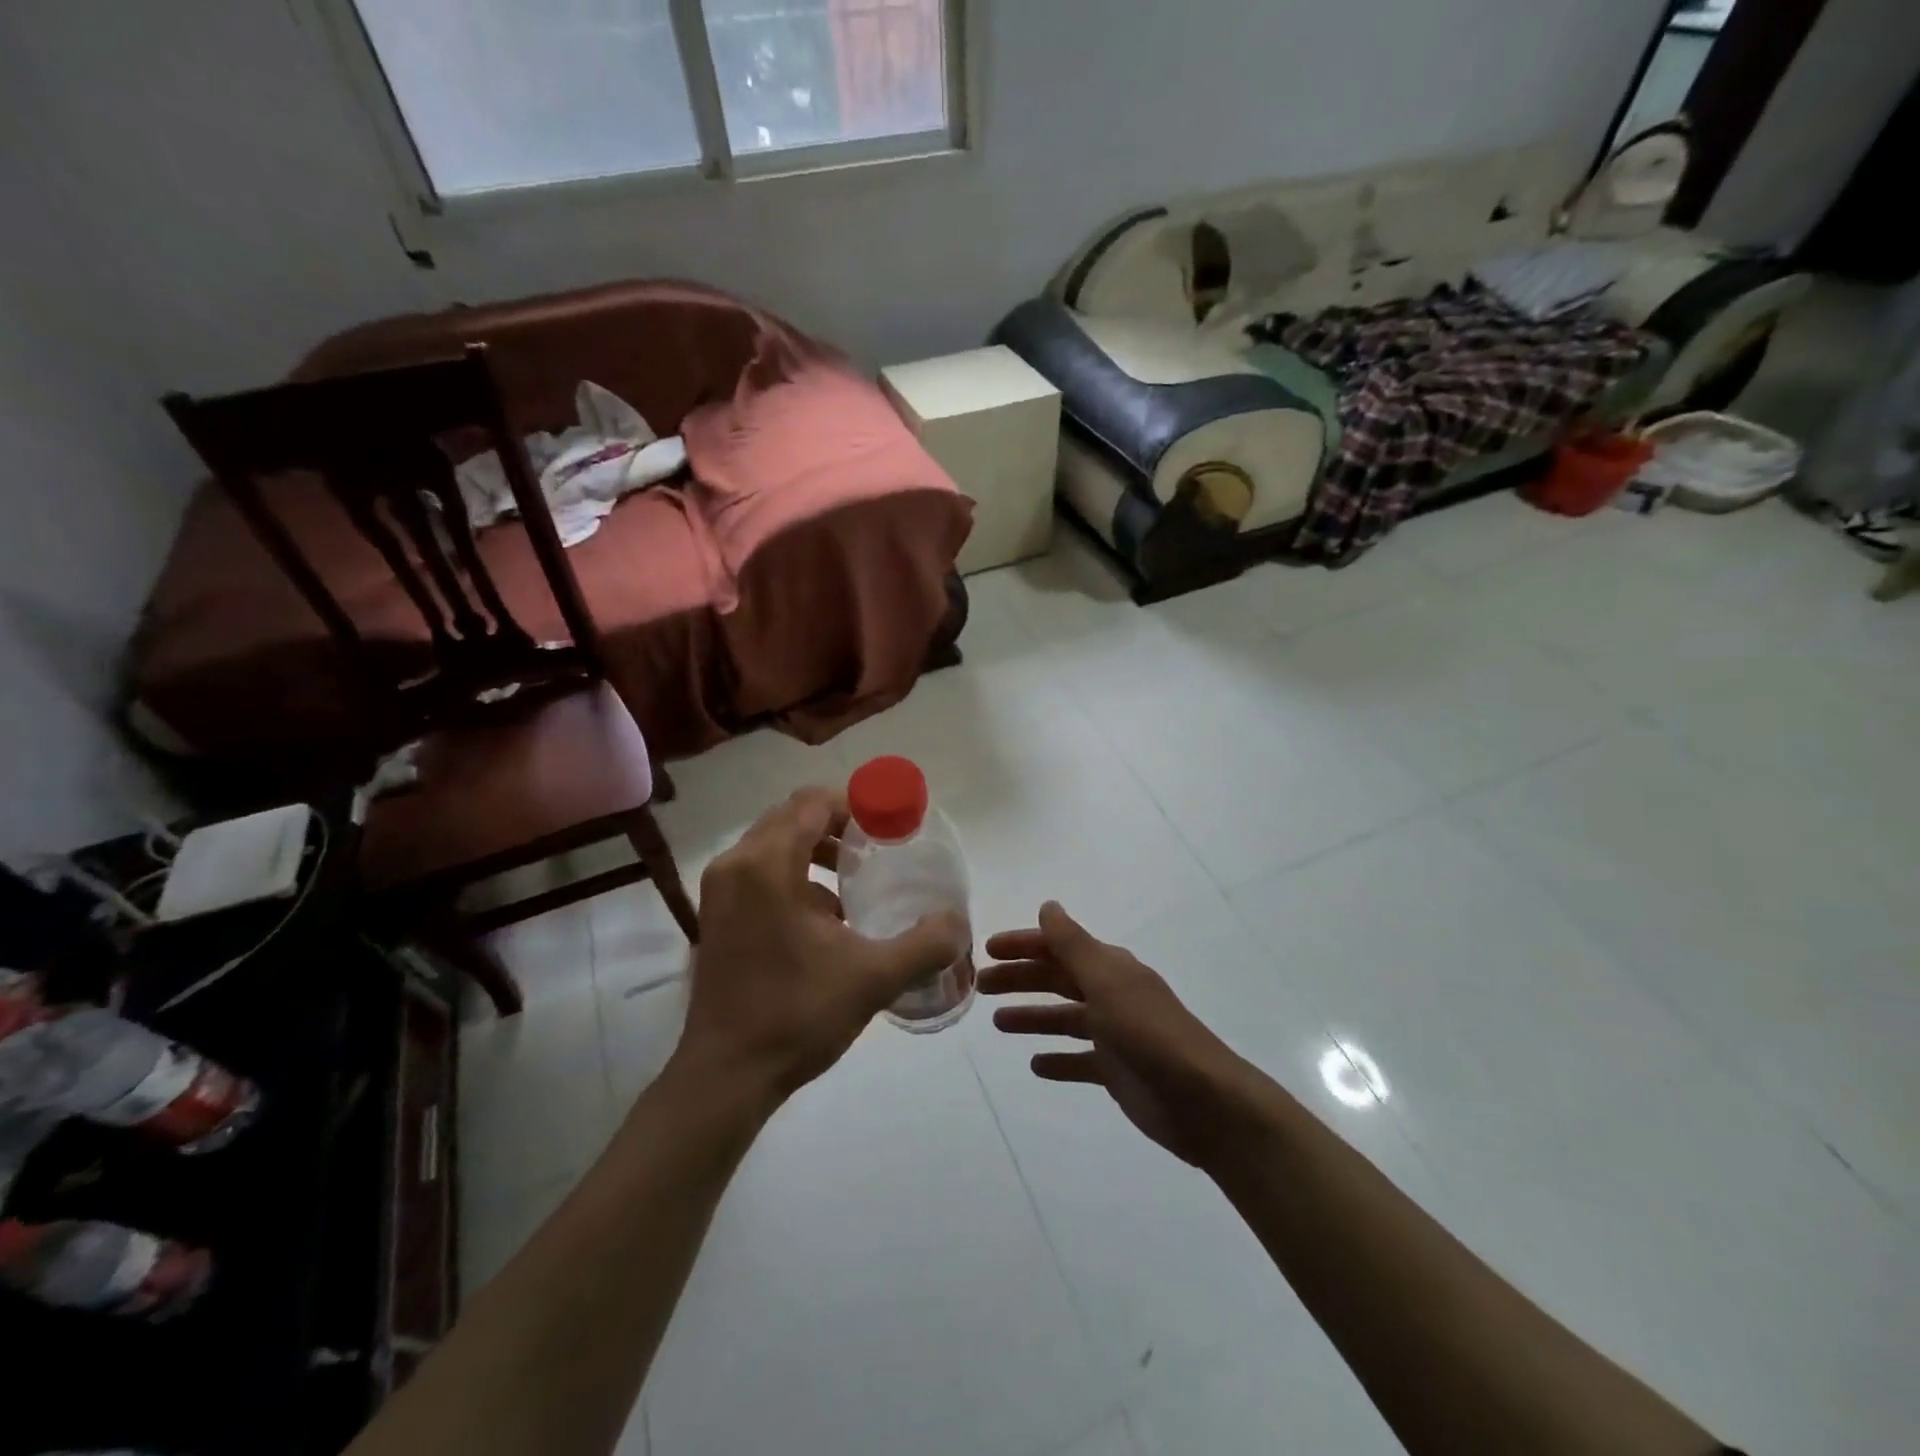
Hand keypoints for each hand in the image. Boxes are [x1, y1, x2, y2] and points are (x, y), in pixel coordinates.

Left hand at [674, 787, 967, 1106]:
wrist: (726, 1076)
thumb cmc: (797, 1016)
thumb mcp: (873, 978)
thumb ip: (925, 944)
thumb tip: (958, 922)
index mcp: (768, 865)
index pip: (814, 803)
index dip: (857, 805)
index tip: (891, 826)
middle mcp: (736, 864)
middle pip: (792, 816)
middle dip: (838, 825)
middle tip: (878, 848)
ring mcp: (719, 890)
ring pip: (774, 842)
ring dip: (815, 849)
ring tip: (855, 879)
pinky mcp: (715, 914)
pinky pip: (759, 870)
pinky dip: (794, 874)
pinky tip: (826, 915)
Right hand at [982, 903, 1252, 1165]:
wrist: (1203, 1101)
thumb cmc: (1149, 1034)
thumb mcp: (1107, 983)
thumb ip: (1074, 945)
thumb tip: (1049, 906)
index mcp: (1110, 969)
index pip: (1058, 947)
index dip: (1024, 945)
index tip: (987, 950)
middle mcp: (1111, 994)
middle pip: (1057, 980)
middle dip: (1020, 979)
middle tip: (981, 986)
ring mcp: (1115, 1034)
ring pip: (1064, 1018)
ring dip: (1033, 1016)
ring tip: (998, 1024)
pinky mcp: (1117, 1071)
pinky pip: (1079, 1059)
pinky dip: (1057, 1059)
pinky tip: (1035, 1065)